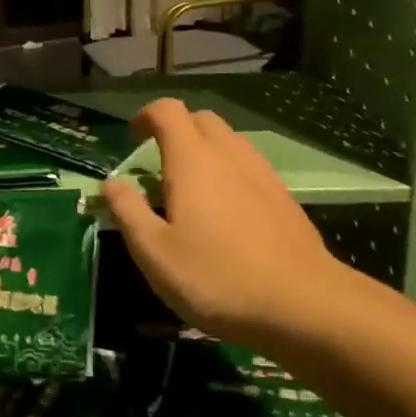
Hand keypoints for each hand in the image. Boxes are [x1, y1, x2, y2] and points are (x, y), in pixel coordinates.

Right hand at [101, 99, 348, 349]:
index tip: (131, 140)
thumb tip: (111, 183)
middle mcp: (228, 154)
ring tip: (190, 191)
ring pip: (228, 141)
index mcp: (193, 159)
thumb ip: (128, 212)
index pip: (167, 110)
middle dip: (175, 131)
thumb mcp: (155, 253)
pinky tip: (225, 214)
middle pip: (200, 119)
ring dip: (203, 151)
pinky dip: (228, 172)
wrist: (304, 305)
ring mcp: (261, 173)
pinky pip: (247, 165)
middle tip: (157, 166)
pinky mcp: (283, 196)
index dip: (145, 116)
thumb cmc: (218, 278)